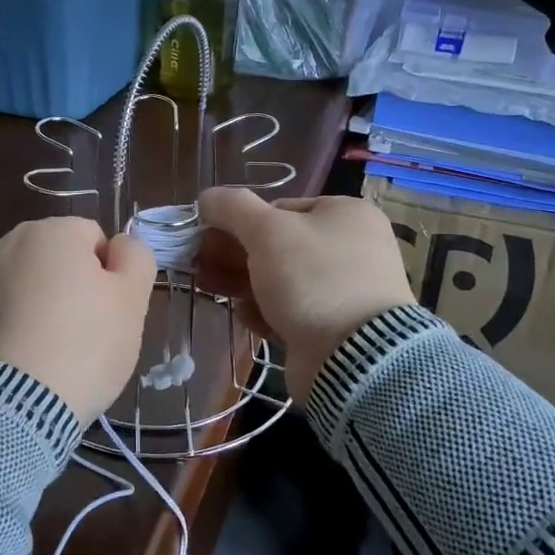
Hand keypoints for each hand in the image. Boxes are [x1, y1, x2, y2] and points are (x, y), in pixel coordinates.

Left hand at [0, 216, 157, 423]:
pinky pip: (4, 309)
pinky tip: (25, 358)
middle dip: (74, 286)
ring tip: (53, 350)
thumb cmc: (83, 345)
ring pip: (30, 283)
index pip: (95, 239)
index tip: (109, 311)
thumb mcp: (132, 301)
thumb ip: (135, 258)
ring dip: (43, 304)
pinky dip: (17, 324)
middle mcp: (11, 242)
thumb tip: (119, 246)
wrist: (12, 404)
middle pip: (59, 258)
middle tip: (86, 332)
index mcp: (53, 231)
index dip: (109, 274)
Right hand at [196, 188, 414, 399]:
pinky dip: (266, 310)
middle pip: (278, 244)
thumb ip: (232, 207)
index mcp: (345, 214)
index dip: (239, 222)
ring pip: (281, 279)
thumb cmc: (312, 279)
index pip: (280, 208)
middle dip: (234, 254)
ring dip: (242, 282)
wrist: (354, 358)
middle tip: (200, 264)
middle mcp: (351, 247)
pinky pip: (292, 309)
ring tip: (209, 288)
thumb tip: (207, 197)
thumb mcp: (266, 231)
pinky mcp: (334, 326)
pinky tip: (247, 317)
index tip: (208, 238)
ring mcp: (345, 289)